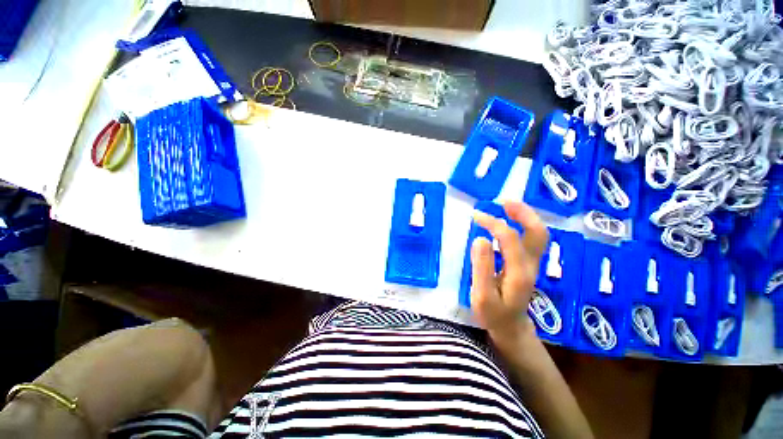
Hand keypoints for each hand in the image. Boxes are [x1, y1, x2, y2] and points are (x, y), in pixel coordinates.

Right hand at [470, 202, 547, 345]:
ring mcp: (532, 263)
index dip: (493, 223)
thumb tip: (481, 239)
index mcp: (519, 272)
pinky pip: (531, 238)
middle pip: (537, 232)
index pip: (509, 238)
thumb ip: (482, 267)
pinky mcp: (527, 263)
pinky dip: (522, 224)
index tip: (475, 216)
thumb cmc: (493, 314)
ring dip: (524, 216)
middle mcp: (530, 264)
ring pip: (537, 234)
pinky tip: (509, 220)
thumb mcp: (482, 295)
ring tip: (506, 205)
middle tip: (503, 201)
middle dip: (522, 212)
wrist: (510, 327)